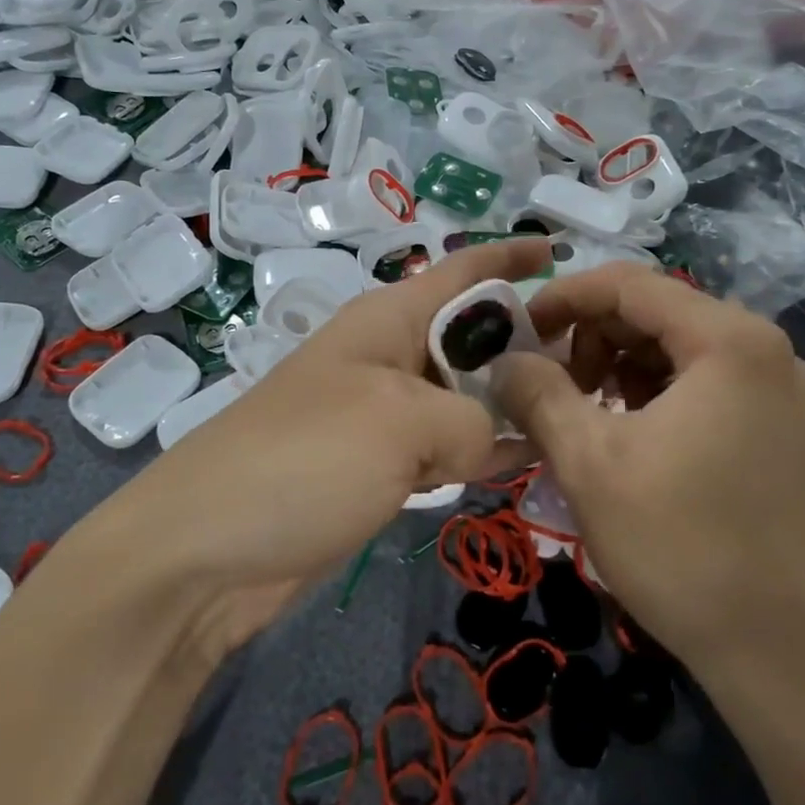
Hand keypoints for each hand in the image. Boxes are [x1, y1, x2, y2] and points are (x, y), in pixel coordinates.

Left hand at [114, 238, 551, 650]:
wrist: (206, 550)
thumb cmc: (306, 458)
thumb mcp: (400, 421)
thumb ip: (468, 419)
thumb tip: (485, 441)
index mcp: (387, 320)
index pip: (461, 271)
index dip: (511, 257)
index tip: (565, 254)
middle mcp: (386, 358)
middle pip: (470, 335)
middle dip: (527, 342)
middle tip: (598, 366)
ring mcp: (378, 416)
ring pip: (461, 395)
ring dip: (509, 403)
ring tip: (577, 415)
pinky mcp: (373, 468)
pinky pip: (442, 446)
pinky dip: (479, 452)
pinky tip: (523, 464)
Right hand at [492, 264, 804, 680]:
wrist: (788, 657)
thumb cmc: (682, 547)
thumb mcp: (588, 461)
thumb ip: (537, 393)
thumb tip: (504, 360)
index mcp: (729, 340)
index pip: (628, 284)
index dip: (562, 299)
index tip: (518, 332)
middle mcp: (769, 351)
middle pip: (657, 314)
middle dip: (592, 340)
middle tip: (551, 388)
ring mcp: (787, 393)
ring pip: (681, 352)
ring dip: (622, 370)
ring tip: (587, 418)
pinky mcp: (790, 433)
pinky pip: (709, 387)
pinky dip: (658, 397)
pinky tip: (633, 439)